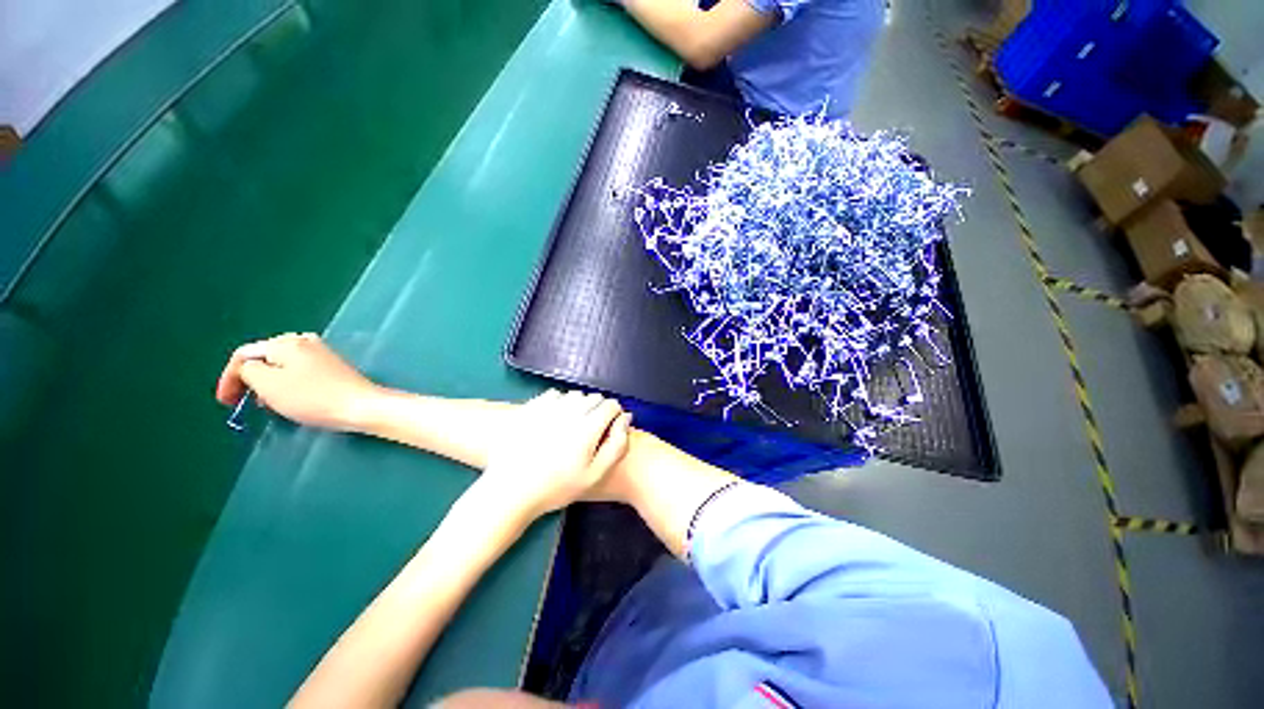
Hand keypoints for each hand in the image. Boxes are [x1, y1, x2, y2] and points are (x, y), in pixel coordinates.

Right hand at [215, 333, 384, 430]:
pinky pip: (299, 373)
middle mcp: (305, 341)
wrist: (360, 406)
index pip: (244, 354)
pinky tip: (290, 400)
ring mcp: (322, 353)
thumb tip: (249, 368)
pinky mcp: (333, 367)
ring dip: (268, 385)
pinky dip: (287, 385)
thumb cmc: (312, 396)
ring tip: (268, 405)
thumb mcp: (268, 384)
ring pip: (281, 367)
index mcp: (286, 342)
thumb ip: (248, 371)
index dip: (229, 378)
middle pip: (264, 358)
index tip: (226, 403)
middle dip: (250, 380)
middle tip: (244, 404)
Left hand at [481, 389, 631, 517]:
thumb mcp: (595, 475)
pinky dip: (559, 402)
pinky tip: (554, 419)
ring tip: (572, 425)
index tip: (609, 428)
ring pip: (575, 394)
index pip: (611, 405)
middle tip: (590, 431)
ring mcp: (549, 407)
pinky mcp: (531, 406)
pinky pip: (554, 394)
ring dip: (579, 405)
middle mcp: (571, 410)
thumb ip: (617, 445)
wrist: (511, 490)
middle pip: (594, 397)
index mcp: (588, 427)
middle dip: (598, 409)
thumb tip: (625, 418)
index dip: (614, 415)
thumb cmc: (556, 486)